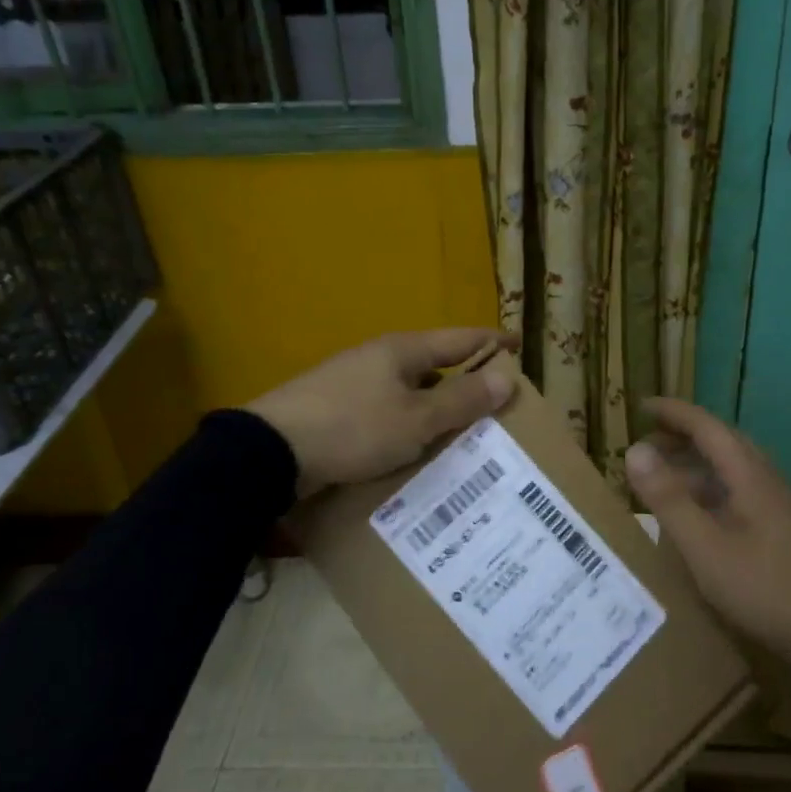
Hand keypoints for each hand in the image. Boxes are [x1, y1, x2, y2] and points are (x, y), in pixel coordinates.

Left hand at [247, 329, 519, 497]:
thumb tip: (506, 378)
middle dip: (466, 382)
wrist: (271, 452)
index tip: (519, 346)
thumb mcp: (416, 420)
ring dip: (436, 408)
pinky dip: (409, 425)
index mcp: (403, 350)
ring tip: (462, 435)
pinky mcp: (336, 410)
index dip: (492, 342)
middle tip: (496, 405)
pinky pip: (387, 413)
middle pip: (435, 365)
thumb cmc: (353, 428)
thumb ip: (462, 400)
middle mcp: (379, 359)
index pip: (460, 339)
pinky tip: (414, 450)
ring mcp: (354, 383)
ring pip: (410, 392)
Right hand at [625, 398, 790, 659]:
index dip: (673, 413)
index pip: (706, 426)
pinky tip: (695, 518)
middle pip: (720, 444)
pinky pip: (737, 494)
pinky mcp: (781, 531)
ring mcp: (776, 506)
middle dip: (682, 437)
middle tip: (647, 442)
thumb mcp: (704, 546)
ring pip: (729, 471)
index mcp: (747, 474)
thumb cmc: (762, 584)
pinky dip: (708, 492)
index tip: (641, 406)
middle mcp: (764, 480)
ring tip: (662, 480)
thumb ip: (668, 498)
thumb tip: (633, 450)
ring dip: (694, 466)